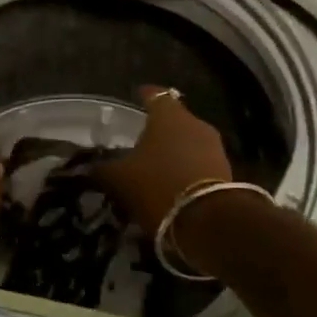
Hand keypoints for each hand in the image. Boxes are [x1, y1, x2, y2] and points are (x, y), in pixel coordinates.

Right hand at [98, 87, 232, 235]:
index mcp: (168, 115)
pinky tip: (171, 182)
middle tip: (141, 139)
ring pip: (188, 141)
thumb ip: (103, 169)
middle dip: (158, 128)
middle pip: (174, 119)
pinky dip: (185, 167)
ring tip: (155, 165)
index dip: (144, 95)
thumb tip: (91, 166)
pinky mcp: (225, 170)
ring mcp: (213, 147)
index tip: (136, 96)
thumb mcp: (119, 178)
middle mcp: (195, 123)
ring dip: (173, 150)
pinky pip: (198, 162)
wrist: (207, 221)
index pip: (155, 95)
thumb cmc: (157, 185)